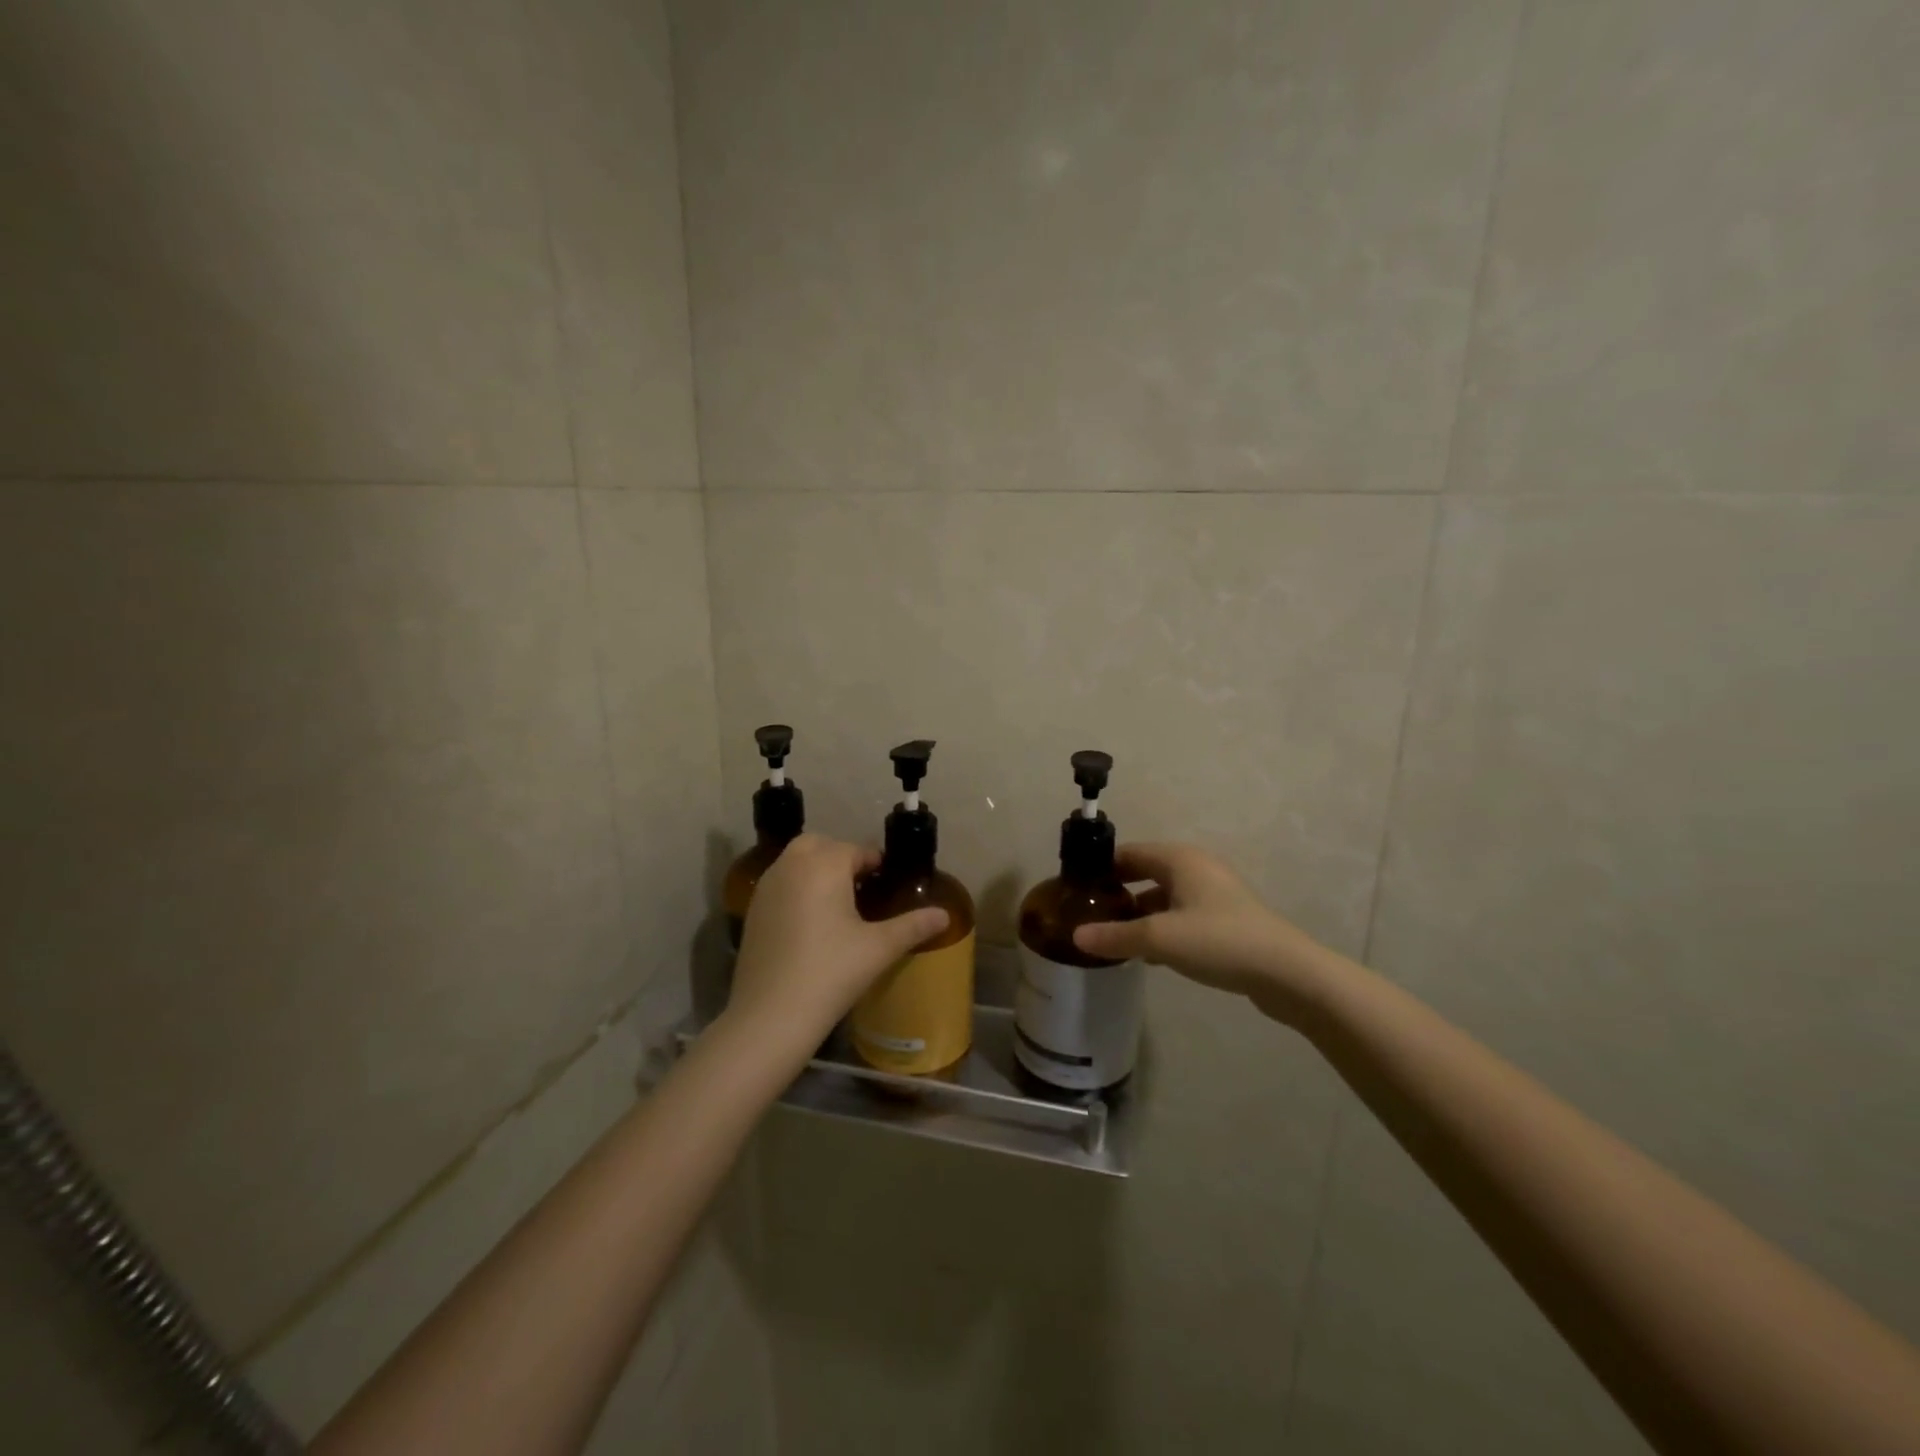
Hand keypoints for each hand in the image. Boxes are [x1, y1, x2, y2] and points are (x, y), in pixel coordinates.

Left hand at [724, 834, 948, 1063]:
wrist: (770, 1015)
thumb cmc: (831, 972)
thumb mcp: (879, 948)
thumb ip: (913, 926)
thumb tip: (944, 915)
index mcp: (824, 864)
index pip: (857, 850)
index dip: (876, 864)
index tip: (889, 884)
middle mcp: (791, 865)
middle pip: (820, 845)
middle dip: (841, 858)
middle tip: (862, 888)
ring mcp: (767, 887)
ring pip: (796, 862)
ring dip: (817, 870)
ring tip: (839, 905)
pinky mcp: (753, 910)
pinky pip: (780, 884)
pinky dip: (797, 888)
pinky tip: (812, 923)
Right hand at [1072, 842, 1325, 1023]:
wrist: (1287, 973)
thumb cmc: (1218, 941)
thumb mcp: (1159, 939)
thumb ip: (1115, 936)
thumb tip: (1076, 936)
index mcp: (1179, 859)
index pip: (1128, 853)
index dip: (1100, 869)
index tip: (1075, 890)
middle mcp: (1196, 868)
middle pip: (1145, 873)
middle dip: (1118, 893)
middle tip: (1089, 915)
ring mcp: (1214, 894)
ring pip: (1164, 897)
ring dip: (1139, 914)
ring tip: (1113, 938)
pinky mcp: (1226, 920)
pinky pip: (1182, 916)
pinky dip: (1162, 928)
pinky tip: (1149, 956)